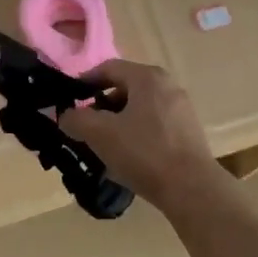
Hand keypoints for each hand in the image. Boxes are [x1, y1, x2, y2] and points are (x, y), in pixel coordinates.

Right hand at [59, 60, 221, 205]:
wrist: (191, 188)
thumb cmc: (143, 152)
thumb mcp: (100, 134)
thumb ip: (76, 119)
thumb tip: (66, 115)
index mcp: (147, 77)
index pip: (108, 68)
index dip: (85, 82)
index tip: (70, 101)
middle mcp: (168, 85)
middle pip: (125, 88)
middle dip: (102, 106)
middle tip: (86, 127)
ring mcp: (182, 109)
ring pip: (140, 108)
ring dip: (119, 122)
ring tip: (104, 146)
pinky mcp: (189, 132)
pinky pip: (155, 124)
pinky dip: (137, 134)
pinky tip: (128, 158)